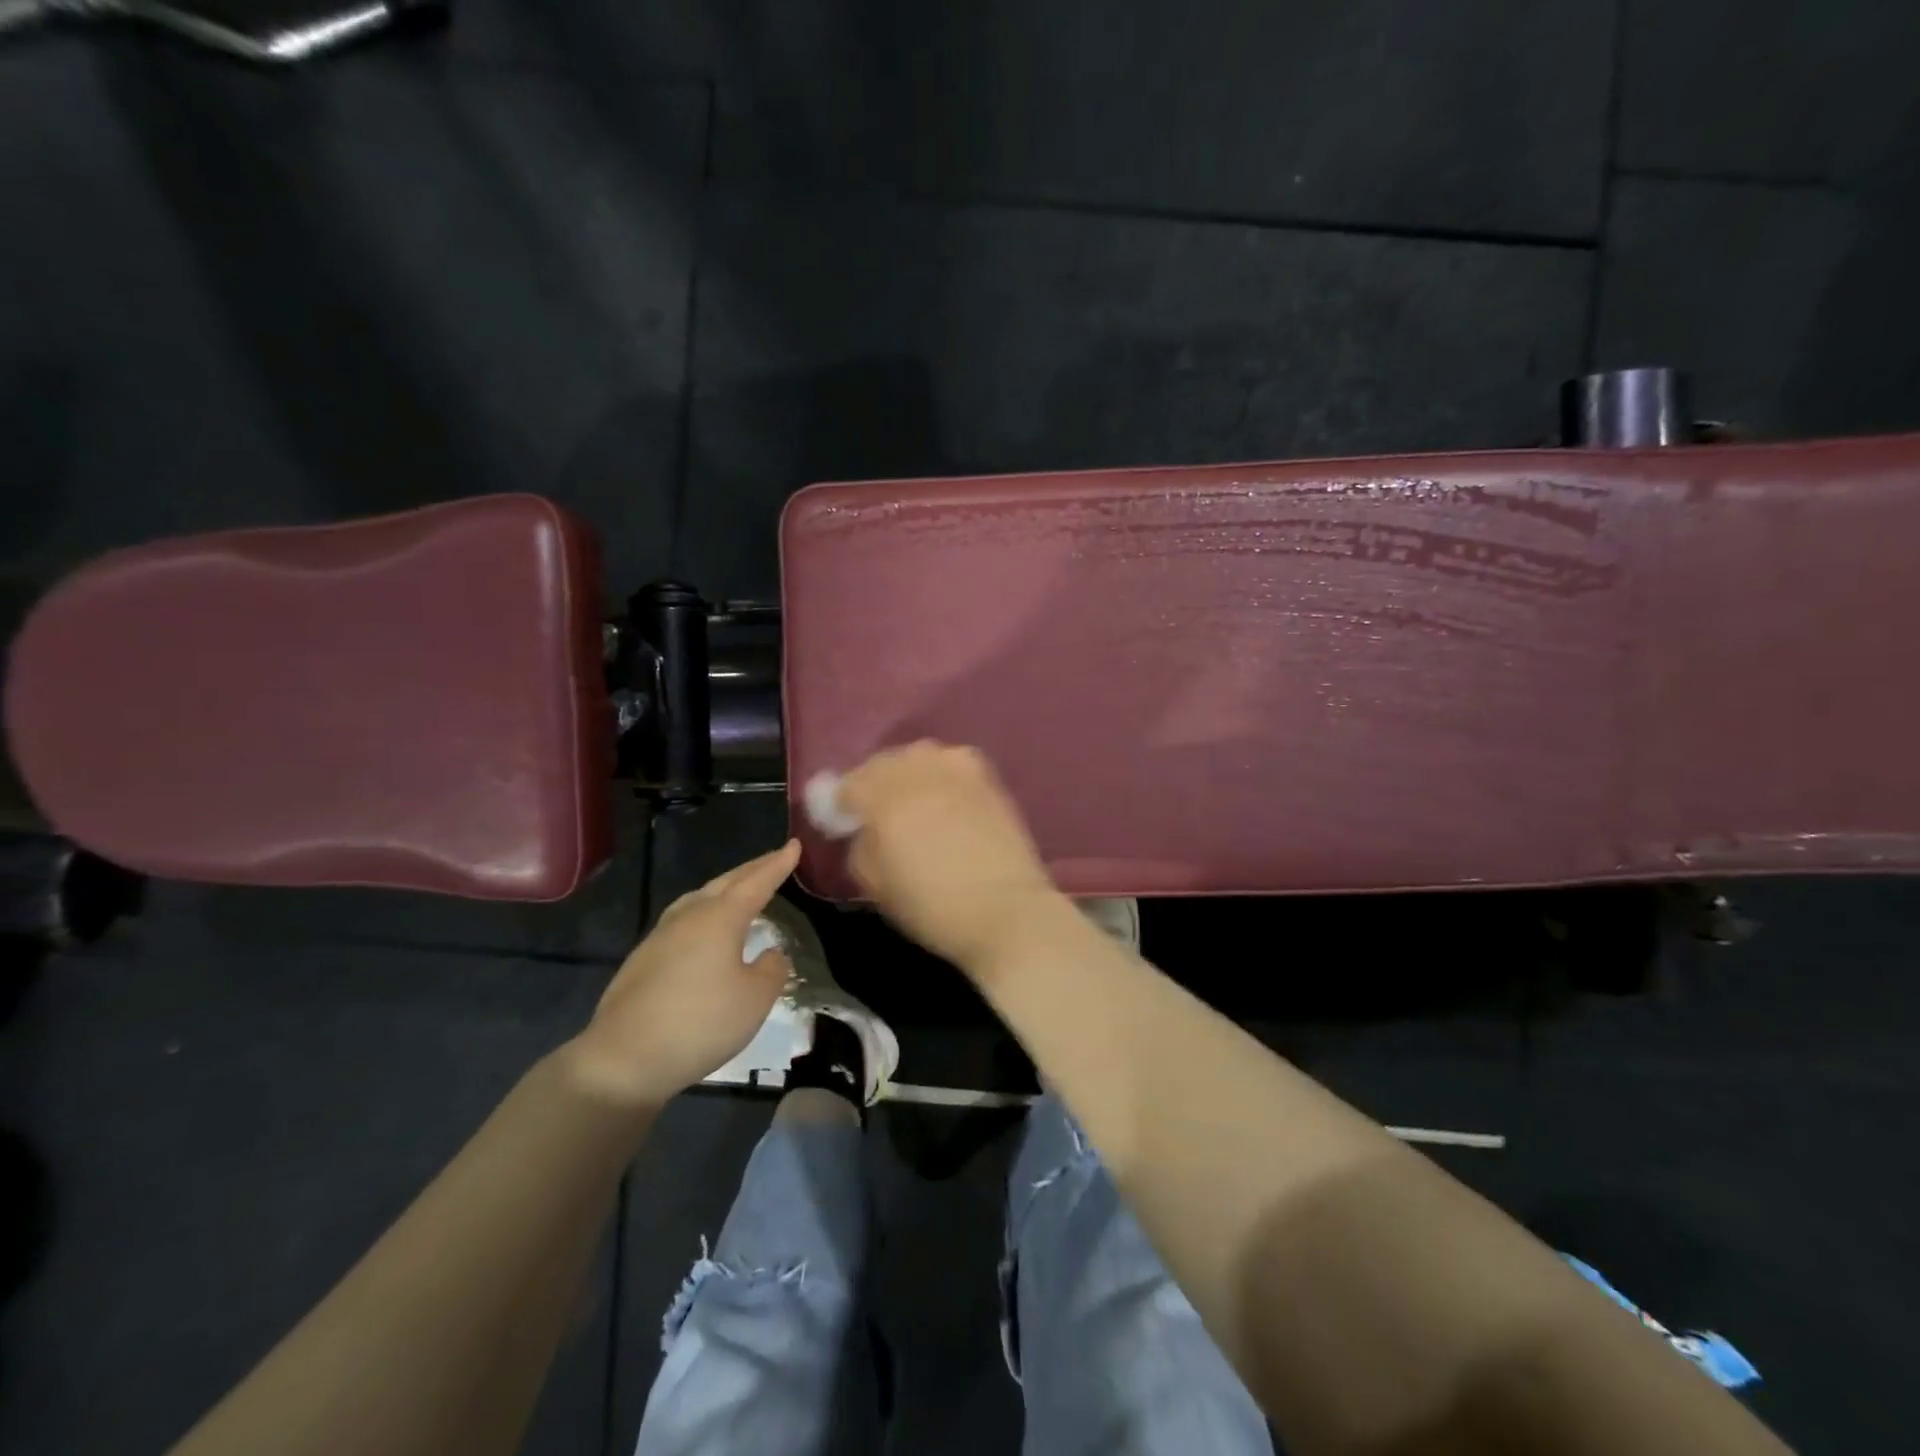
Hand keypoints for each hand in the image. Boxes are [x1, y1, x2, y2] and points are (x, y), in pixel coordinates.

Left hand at [564, 841, 799, 1106]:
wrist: (623, 1059)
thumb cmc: (700, 1022)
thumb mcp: (755, 999)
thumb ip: (771, 970)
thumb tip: (770, 953)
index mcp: (720, 918)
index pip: (756, 882)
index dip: (777, 864)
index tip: (794, 845)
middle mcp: (689, 917)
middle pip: (725, 883)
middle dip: (751, 870)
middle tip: (773, 860)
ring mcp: (660, 937)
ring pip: (698, 899)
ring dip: (723, 889)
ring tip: (738, 890)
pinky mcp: (642, 961)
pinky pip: (683, 922)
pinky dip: (704, 914)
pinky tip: (704, 933)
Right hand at [839, 742, 1062, 972]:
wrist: (1005, 910)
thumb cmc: (932, 906)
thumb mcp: (875, 885)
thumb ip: (860, 846)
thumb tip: (863, 829)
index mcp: (883, 797)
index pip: (847, 784)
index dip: (840, 804)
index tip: (843, 823)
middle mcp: (917, 770)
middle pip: (882, 763)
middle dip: (873, 783)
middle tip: (876, 813)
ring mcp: (955, 768)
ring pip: (917, 757)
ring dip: (908, 774)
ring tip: (912, 802)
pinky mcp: (985, 776)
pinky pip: (950, 763)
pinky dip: (940, 775)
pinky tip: (944, 798)